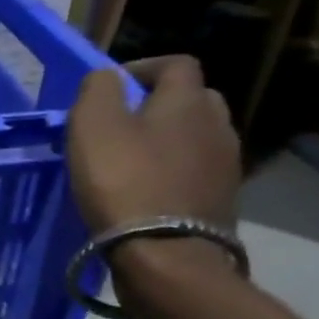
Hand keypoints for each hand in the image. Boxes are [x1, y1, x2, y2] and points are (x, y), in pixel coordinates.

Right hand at [67, 56, 242, 297]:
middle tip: (123, 124)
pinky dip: (173, 175)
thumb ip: (97, 90)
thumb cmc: (124, 181)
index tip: (113, 87)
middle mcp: (218, 125)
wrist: (165, 254)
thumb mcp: (92, 125)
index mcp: (188, 101)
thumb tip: (107, 77)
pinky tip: (147, 194)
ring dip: (168, 143)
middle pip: (193, 101)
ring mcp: (225, 166)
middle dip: (160, 105)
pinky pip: (196, 175)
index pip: (176, 64)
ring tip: (131, 162)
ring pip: (196, 139)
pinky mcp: (221, 202)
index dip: (144, 68)